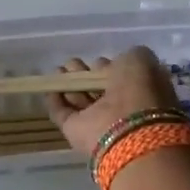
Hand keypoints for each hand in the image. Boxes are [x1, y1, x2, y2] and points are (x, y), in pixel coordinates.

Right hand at [46, 47, 180, 157]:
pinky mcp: (77, 132)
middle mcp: (120, 108)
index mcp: (141, 92)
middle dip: (85, 74)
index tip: (96, 60)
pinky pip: (63, 113)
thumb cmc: (138, 91)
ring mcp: (98, 122)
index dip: (108, 67)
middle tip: (72, 63)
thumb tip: (116, 63)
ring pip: (80, 99)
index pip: (120, 76)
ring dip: (68, 84)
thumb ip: (130, 56)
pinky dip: (55, 100)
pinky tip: (48, 86)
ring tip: (57, 70)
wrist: (127, 130)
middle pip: (98, 88)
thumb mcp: (141, 61)